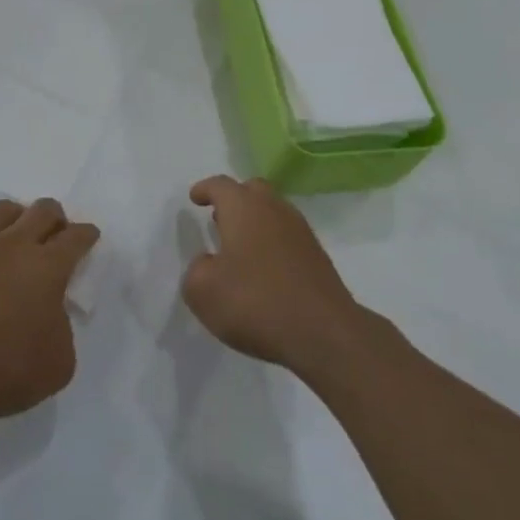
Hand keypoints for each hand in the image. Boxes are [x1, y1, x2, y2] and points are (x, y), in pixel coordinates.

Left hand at [0, 199, 99, 440]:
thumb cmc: (7, 371)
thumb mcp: (61, 361)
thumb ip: (63, 326)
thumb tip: (50, 311)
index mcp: (48, 267)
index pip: (76, 237)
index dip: (86, 234)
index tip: (88, 236)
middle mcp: (15, 244)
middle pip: (43, 210)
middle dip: (56, 217)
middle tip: (56, 233)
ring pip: (3, 208)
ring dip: (18, 215)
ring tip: (18, 230)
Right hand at [182, 175, 364, 373]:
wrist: (324, 333)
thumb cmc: (256, 303)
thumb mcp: (203, 291)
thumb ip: (196, 270)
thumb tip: (208, 263)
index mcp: (243, 208)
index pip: (221, 185)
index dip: (205, 189)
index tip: (195, 198)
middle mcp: (274, 210)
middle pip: (253, 190)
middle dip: (234, 199)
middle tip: (218, 217)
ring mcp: (300, 232)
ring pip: (273, 212)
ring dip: (254, 221)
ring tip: (238, 246)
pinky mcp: (317, 256)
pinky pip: (287, 237)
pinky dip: (271, 242)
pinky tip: (263, 268)